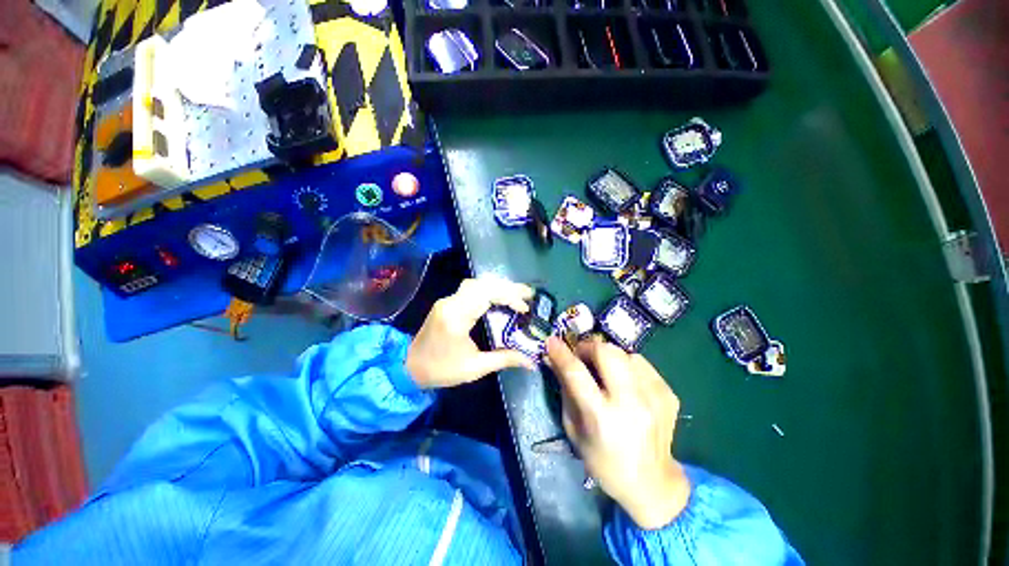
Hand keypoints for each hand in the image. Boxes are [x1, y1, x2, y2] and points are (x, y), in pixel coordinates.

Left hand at [406, 277, 534, 388]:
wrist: (408, 367)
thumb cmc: (441, 370)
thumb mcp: (475, 368)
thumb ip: (504, 359)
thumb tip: (531, 361)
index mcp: (456, 317)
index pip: (486, 295)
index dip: (509, 297)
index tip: (525, 308)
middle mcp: (451, 302)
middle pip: (483, 284)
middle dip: (508, 287)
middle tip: (528, 294)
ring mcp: (448, 300)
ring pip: (477, 283)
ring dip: (498, 286)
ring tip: (516, 295)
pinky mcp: (447, 302)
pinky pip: (471, 288)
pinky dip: (488, 289)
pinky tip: (499, 297)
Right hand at [545, 335, 690, 529]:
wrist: (652, 483)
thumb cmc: (603, 460)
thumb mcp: (573, 429)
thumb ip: (565, 389)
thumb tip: (554, 359)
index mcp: (601, 417)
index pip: (576, 373)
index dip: (561, 353)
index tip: (552, 341)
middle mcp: (630, 403)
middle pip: (607, 352)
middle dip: (589, 347)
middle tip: (582, 355)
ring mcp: (654, 397)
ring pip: (625, 353)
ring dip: (609, 356)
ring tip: (605, 371)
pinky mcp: (669, 394)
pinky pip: (642, 364)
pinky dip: (628, 366)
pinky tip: (626, 383)